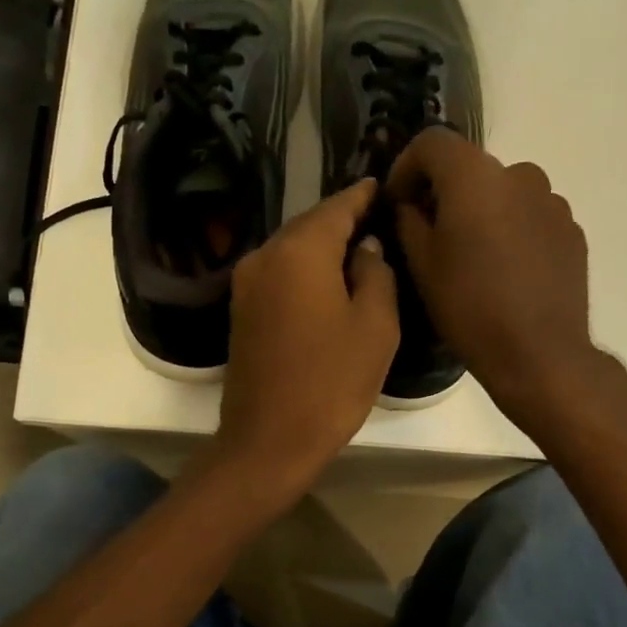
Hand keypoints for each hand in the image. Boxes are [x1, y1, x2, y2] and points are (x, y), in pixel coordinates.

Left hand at [216, 178, 398, 496]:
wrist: (269, 440)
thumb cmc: (331, 383)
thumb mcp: (375, 326)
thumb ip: (376, 273)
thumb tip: (365, 247)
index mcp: (300, 250)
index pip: (337, 206)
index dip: (364, 195)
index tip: (385, 187)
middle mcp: (265, 255)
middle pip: (310, 225)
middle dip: (343, 220)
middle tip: (380, 220)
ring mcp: (246, 283)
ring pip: (292, 249)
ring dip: (324, 246)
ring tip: (360, 250)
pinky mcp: (241, 310)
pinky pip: (279, 274)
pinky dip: (305, 270)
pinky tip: (329, 282)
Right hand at [387, 127, 600, 427]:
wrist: (539, 353)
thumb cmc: (470, 308)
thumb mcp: (422, 266)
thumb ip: (409, 221)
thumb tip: (411, 204)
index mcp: (475, 177)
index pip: (432, 143)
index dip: (406, 166)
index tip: (398, 202)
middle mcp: (519, 174)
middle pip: (470, 168)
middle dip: (445, 193)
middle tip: (430, 234)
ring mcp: (552, 202)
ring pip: (503, 193)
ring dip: (482, 212)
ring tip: (473, 257)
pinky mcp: (571, 230)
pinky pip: (530, 217)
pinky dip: (512, 231)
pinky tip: (505, 271)